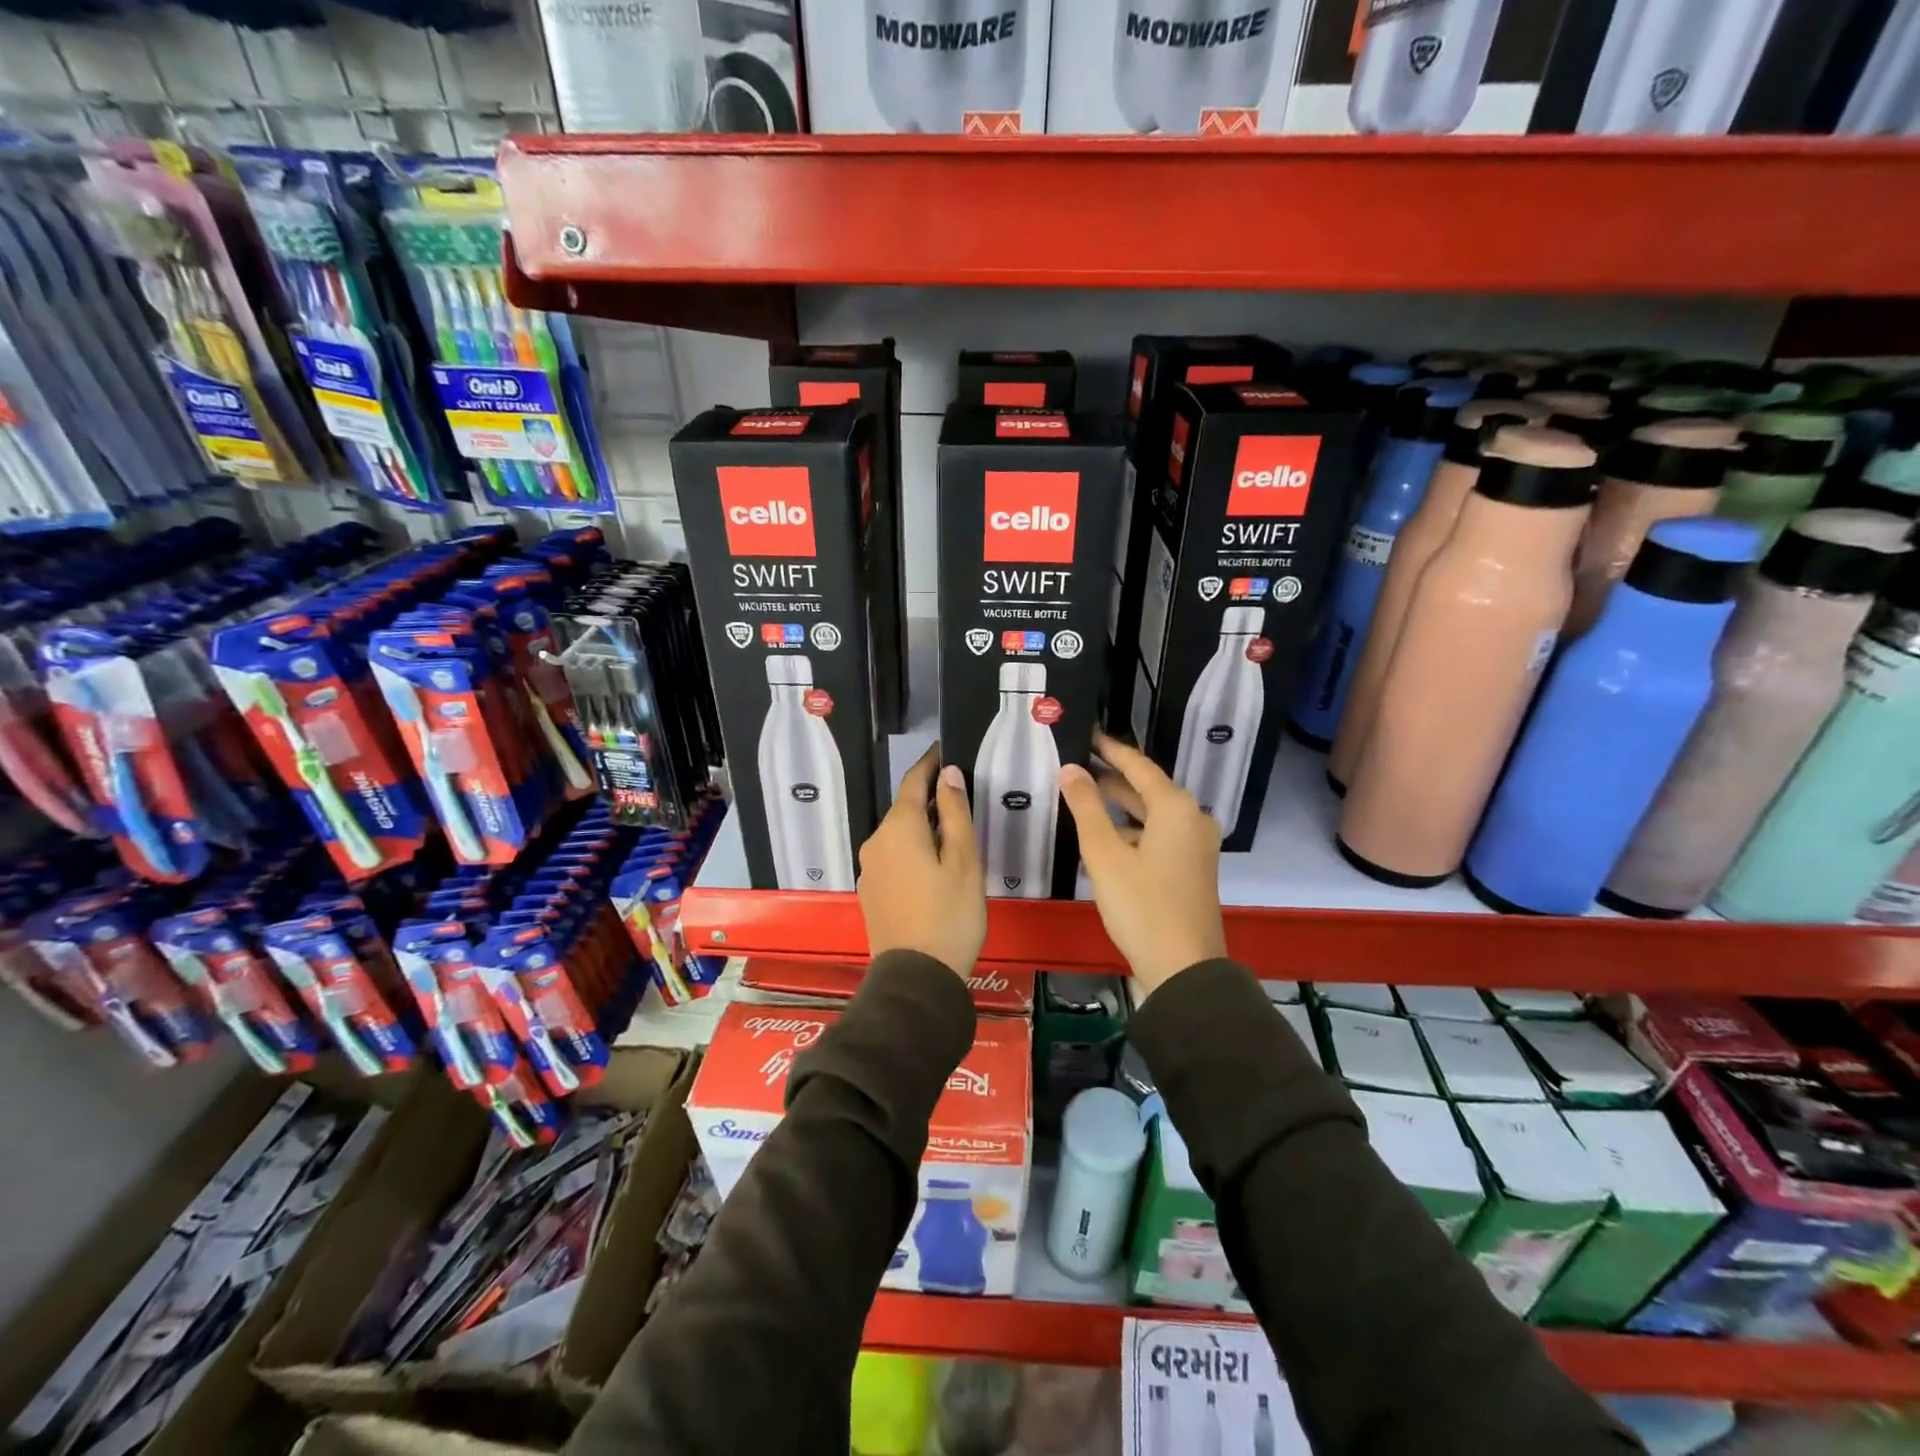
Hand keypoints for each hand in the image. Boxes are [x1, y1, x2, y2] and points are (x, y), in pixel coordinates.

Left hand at [858, 745, 986, 976]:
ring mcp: (869, 868)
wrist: (917, 977)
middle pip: (904, 809)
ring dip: (921, 828)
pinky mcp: (870, 891)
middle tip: (961, 800)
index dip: (930, 764)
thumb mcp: (964, 861)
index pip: (913, 781)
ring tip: (953, 836)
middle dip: (930, 800)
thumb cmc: (950, 915)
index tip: (946, 751)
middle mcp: (876, 841)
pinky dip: (912, 851)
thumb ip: (954, 813)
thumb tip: (947, 773)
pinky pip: (893, 856)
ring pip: (898, 834)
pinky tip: (933, 867)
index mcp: (899, 828)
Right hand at [1059, 730, 1226, 996]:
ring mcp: (1197, 845)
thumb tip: (1070, 769)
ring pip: (1154, 814)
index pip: (1138, 766)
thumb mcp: (1104, 854)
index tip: (1088, 735)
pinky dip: (1134, 831)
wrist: (1184, 967)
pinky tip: (1107, 840)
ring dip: (1122, 807)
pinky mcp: (1193, 868)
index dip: (1111, 750)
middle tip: (1078, 765)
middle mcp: (1193, 819)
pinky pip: (1160, 835)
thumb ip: (1086, 807)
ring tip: (1085, 798)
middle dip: (1114, 778)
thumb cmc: (1141, 905)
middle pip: (1148, 788)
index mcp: (1176, 808)